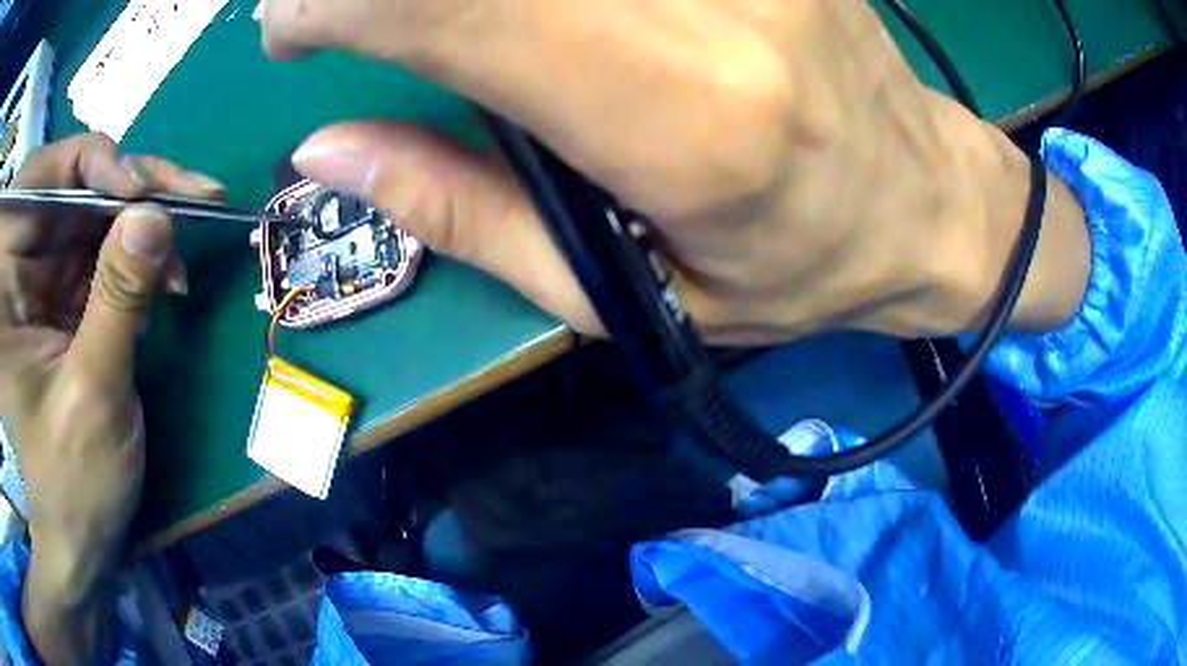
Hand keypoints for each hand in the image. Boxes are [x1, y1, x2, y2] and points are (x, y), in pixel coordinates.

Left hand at [0, 134, 222, 664]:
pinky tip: (160, 283)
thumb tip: (156, 212)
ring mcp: (35, 276)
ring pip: (90, 208)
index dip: (93, 166)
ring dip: (139, 224)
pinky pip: (96, 244)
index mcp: (2, 281)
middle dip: (131, 190)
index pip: (42, 177)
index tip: (143, 195)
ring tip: (179, 261)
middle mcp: (15, 263)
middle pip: (72, 183)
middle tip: (192, 202)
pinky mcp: (54, 292)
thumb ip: (116, 300)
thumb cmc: (68, 488)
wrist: (72, 541)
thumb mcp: (91, 397)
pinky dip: (133, 254)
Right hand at [260, 0, 1089, 343]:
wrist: (921, 202)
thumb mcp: (629, 294)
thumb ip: (463, 213)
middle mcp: (713, 1)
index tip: (288, 31)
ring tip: (410, 14)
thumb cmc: (796, 269)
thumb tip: (326, 153)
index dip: (331, 5)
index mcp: (676, 108)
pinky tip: (530, 19)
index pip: (444, 6)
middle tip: (331, 10)